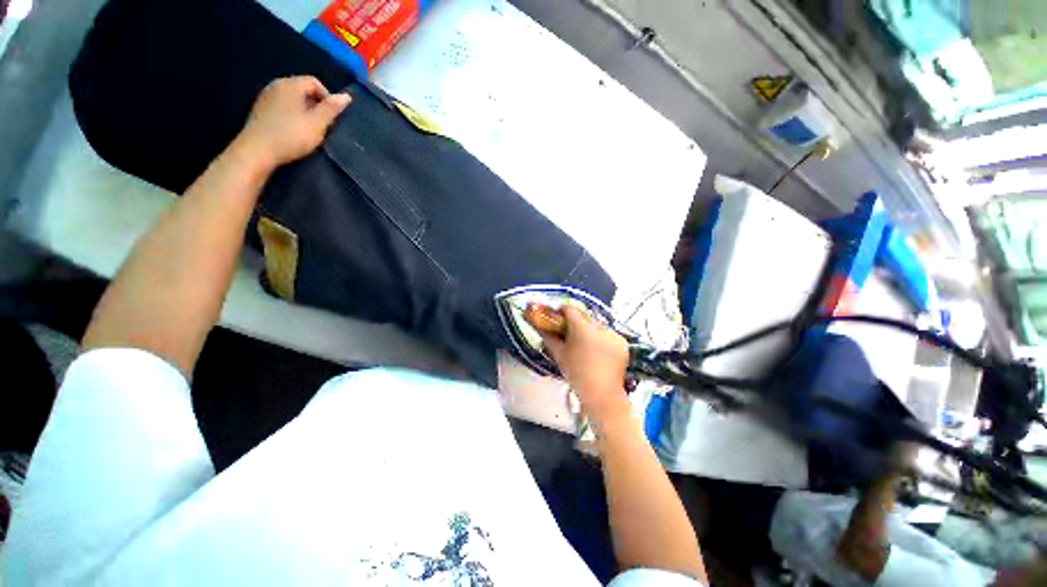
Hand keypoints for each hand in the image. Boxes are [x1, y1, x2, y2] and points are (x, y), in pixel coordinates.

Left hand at [233, 76, 350, 170]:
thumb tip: (346, 96)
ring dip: (305, 112)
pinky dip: (292, 116)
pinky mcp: (260, 111)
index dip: (328, 98)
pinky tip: (295, 132)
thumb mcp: (317, 123)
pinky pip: (282, 107)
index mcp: (290, 85)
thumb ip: (331, 109)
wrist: (257, 151)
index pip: (314, 82)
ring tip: (310, 130)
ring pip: (292, 99)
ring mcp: (265, 98)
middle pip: (302, 89)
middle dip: (316, 105)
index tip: (333, 117)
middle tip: (323, 126)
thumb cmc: (290, 136)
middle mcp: (276, 86)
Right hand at [535, 306, 630, 422]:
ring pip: (597, 324)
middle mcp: (600, 327)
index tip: (556, 317)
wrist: (602, 395)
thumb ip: (549, 337)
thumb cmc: (576, 374)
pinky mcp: (622, 342)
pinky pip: (608, 334)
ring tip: (583, 343)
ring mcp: (613, 334)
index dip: (561, 311)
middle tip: (568, 331)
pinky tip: (597, 349)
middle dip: (575, 320)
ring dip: (589, 328)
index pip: (570, 309)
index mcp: (582, 328)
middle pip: (584, 316)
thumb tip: (538, 326)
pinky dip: (601, 337)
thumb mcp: (559, 354)